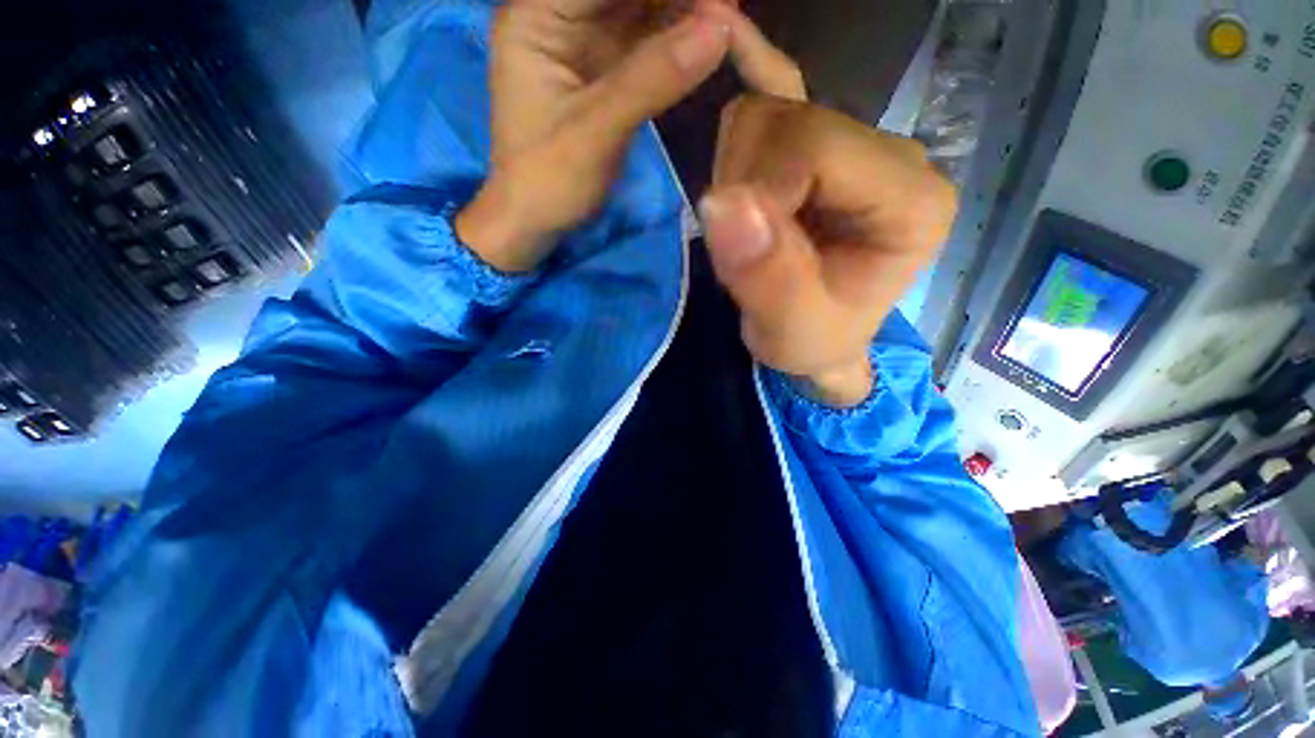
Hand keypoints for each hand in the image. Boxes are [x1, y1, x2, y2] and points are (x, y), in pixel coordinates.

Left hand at [456, 0, 732, 272]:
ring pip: (641, 9)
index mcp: (538, 16)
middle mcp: (560, 17)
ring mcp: (584, 44)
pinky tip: (710, 38)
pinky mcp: (605, 73)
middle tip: (729, 9)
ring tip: (730, 19)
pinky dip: (679, 39)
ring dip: (686, 10)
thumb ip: (653, 79)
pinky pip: (647, 43)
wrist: (536, 221)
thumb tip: (721, 30)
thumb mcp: (596, 132)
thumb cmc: (549, 181)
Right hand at [702, 27, 956, 406]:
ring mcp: (855, 143)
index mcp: (911, 200)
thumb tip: (721, 204)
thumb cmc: (812, 341)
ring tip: (748, 230)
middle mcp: (892, 155)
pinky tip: (731, 44)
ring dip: (735, 172)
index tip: (739, 248)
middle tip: (743, 246)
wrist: (816, 340)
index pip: (818, 145)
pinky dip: (750, 71)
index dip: (762, 190)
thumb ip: (766, 275)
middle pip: (789, 120)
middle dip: (745, 184)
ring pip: (767, 110)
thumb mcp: (790, 328)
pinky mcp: (822, 146)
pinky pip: (782, 87)